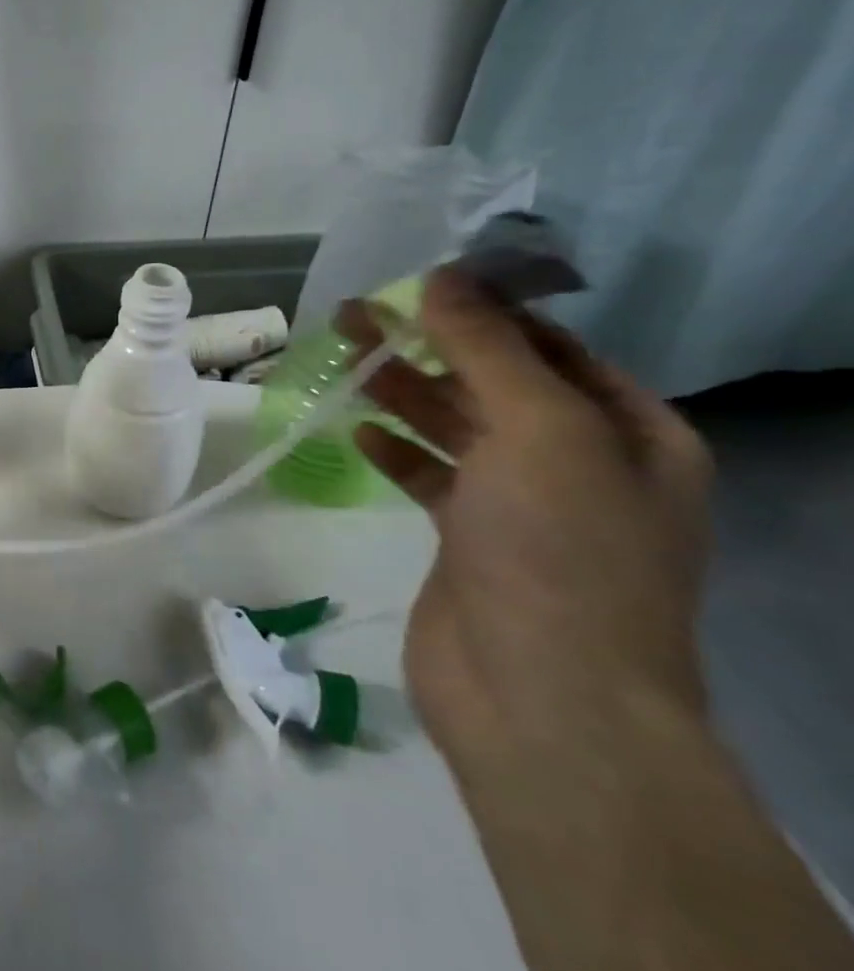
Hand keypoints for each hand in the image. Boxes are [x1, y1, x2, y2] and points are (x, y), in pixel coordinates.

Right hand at [340, 270, 712, 763]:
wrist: (540, 694)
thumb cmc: (559, 550)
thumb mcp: (539, 429)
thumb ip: (487, 349)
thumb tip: (443, 276)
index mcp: (629, 433)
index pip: (551, 347)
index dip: (483, 311)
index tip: (412, 283)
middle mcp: (582, 464)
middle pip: (493, 382)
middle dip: (427, 345)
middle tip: (352, 314)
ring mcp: (523, 506)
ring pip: (454, 427)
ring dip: (402, 391)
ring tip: (342, 357)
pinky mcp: (468, 539)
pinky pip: (430, 476)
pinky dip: (395, 450)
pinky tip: (357, 432)